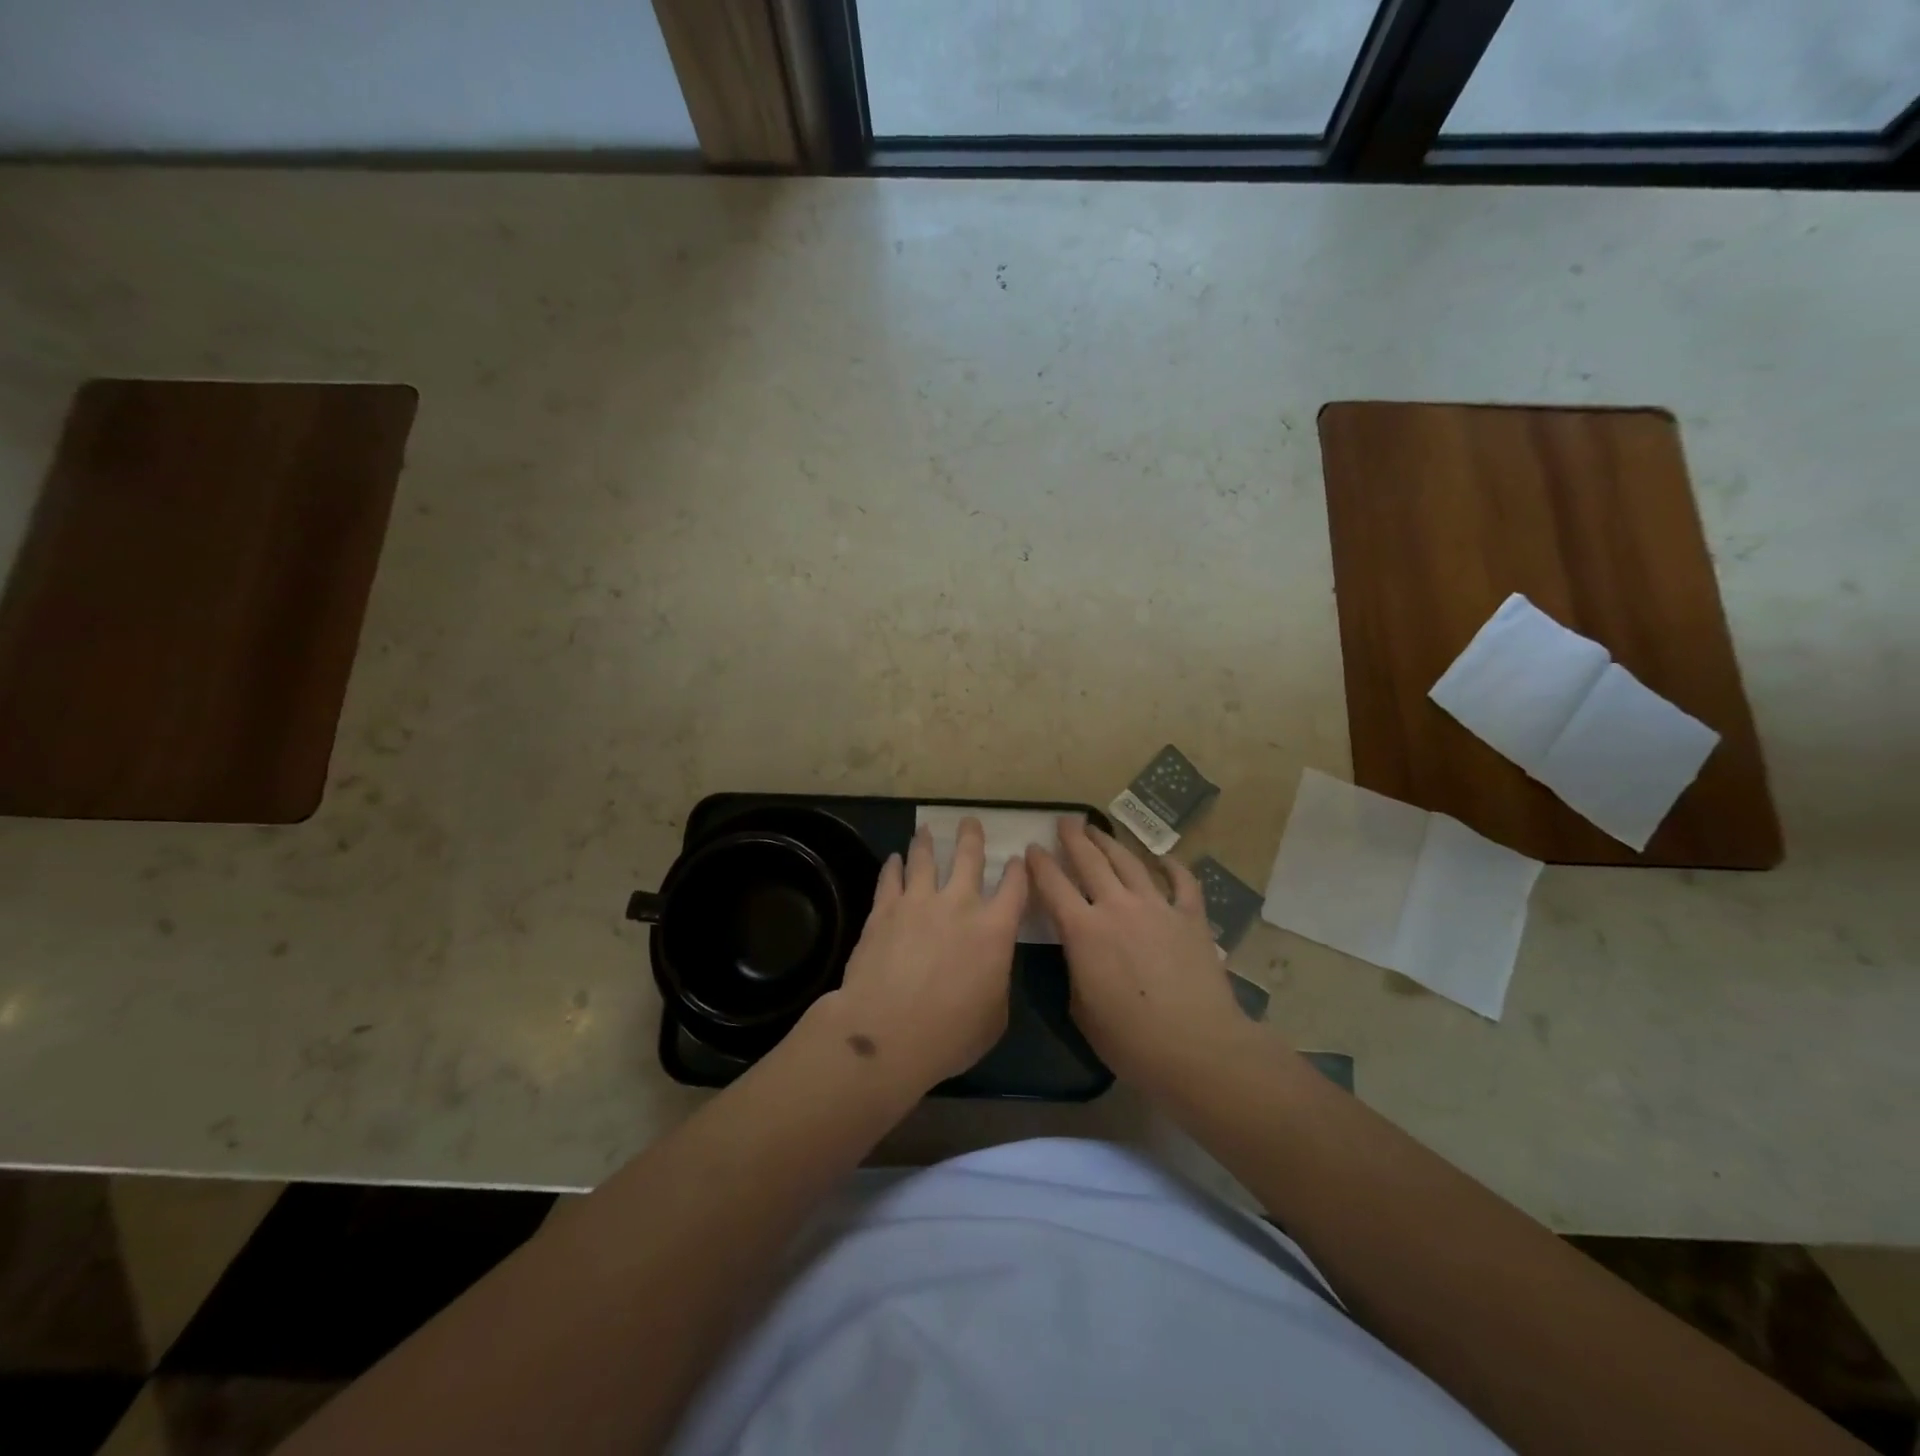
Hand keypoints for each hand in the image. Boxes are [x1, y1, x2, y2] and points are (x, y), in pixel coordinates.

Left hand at [817, 817, 1028, 1093]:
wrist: (888, 1032)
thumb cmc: (951, 1034)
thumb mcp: (995, 1016)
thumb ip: (996, 981)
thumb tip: (988, 969)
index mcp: (994, 930)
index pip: (1014, 888)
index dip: (1017, 871)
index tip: (1016, 859)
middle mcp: (959, 905)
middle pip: (968, 858)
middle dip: (972, 837)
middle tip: (970, 821)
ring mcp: (918, 902)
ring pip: (924, 859)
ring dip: (926, 842)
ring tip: (926, 830)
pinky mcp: (884, 910)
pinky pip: (890, 879)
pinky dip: (894, 866)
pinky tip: (894, 859)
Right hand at [1026, 818, 1254, 1091]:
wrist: (1196, 1047)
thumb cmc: (1130, 1039)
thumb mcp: (1081, 1009)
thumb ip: (1076, 970)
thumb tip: (1081, 954)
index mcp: (1083, 931)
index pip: (1053, 885)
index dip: (1040, 864)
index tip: (1033, 848)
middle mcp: (1117, 907)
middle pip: (1090, 861)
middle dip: (1074, 838)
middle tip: (1066, 821)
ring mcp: (1157, 907)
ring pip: (1130, 863)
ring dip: (1111, 843)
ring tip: (1099, 830)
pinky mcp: (1191, 917)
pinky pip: (1182, 882)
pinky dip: (1172, 866)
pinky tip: (1164, 859)